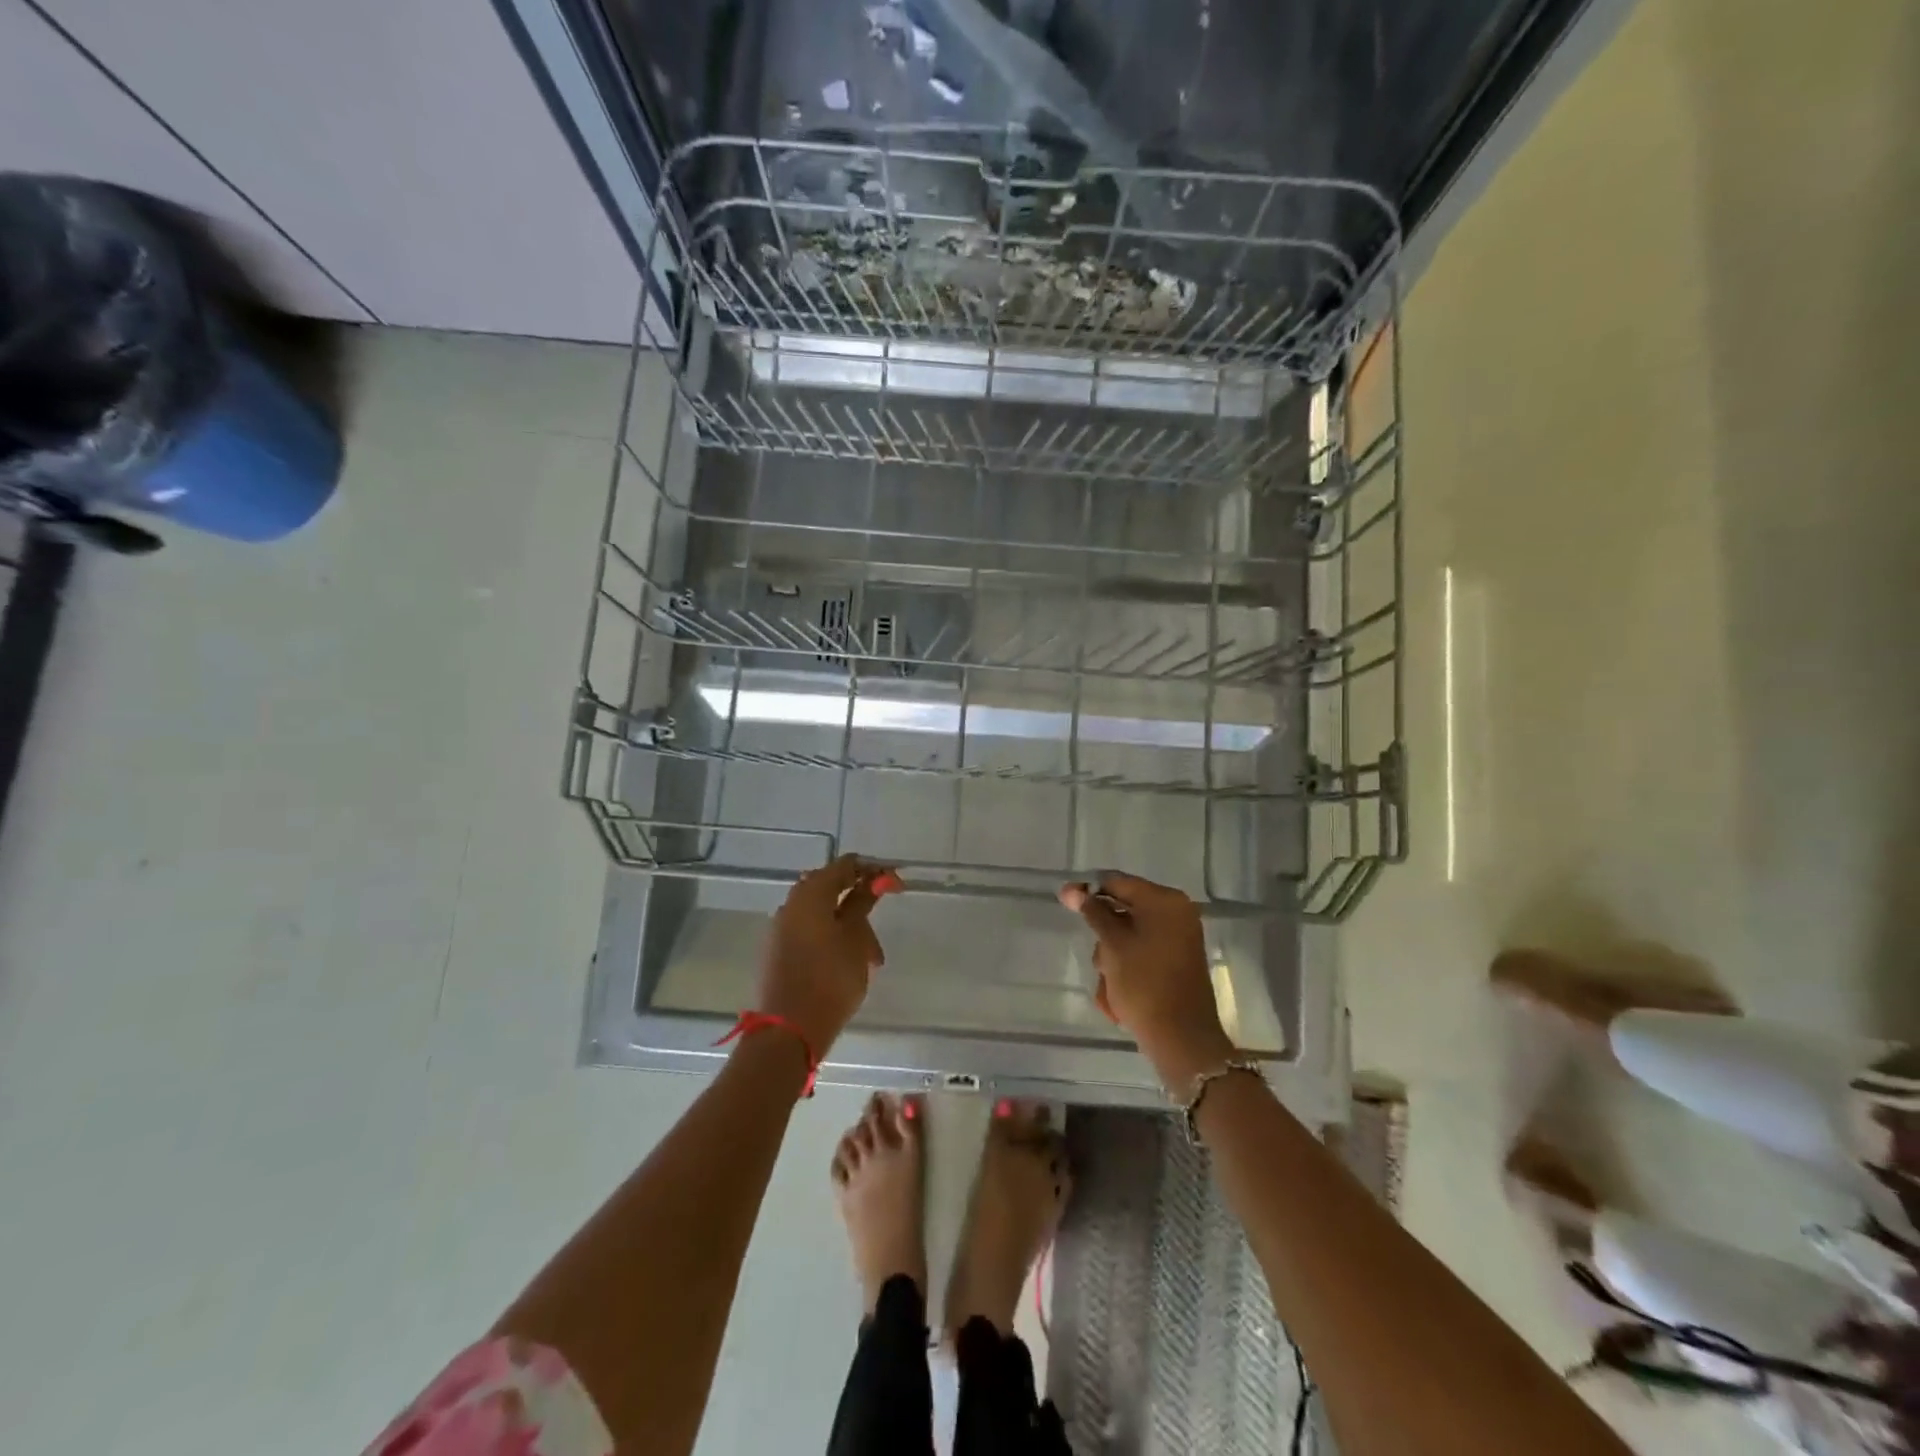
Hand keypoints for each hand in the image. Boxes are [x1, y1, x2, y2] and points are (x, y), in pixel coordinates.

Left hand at [756, 855, 893, 1057]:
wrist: (788, 1031)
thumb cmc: (830, 979)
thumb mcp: (856, 939)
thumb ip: (862, 904)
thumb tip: (872, 879)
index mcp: (810, 894)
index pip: (845, 866)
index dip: (873, 871)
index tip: (896, 885)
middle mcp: (791, 904)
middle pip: (830, 889)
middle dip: (859, 903)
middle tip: (879, 925)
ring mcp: (780, 929)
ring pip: (820, 915)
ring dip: (847, 927)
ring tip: (869, 959)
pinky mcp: (776, 952)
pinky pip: (808, 933)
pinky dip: (830, 940)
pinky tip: (845, 965)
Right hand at [1059, 872, 1232, 1084]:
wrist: (1181, 1039)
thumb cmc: (1144, 984)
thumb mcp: (1113, 945)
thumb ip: (1093, 913)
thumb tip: (1072, 890)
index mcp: (1165, 901)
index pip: (1118, 883)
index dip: (1089, 891)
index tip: (1064, 901)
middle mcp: (1177, 914)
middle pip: (1124, 911)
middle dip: (1105, 937)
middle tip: (1099, 962)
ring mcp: (1179, 939)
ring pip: (1129, 937)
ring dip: (1113, 958)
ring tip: (1110, 986)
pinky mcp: (1176, 963)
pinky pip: (1142, 955)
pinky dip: (1126, 970)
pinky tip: (1119, 997)